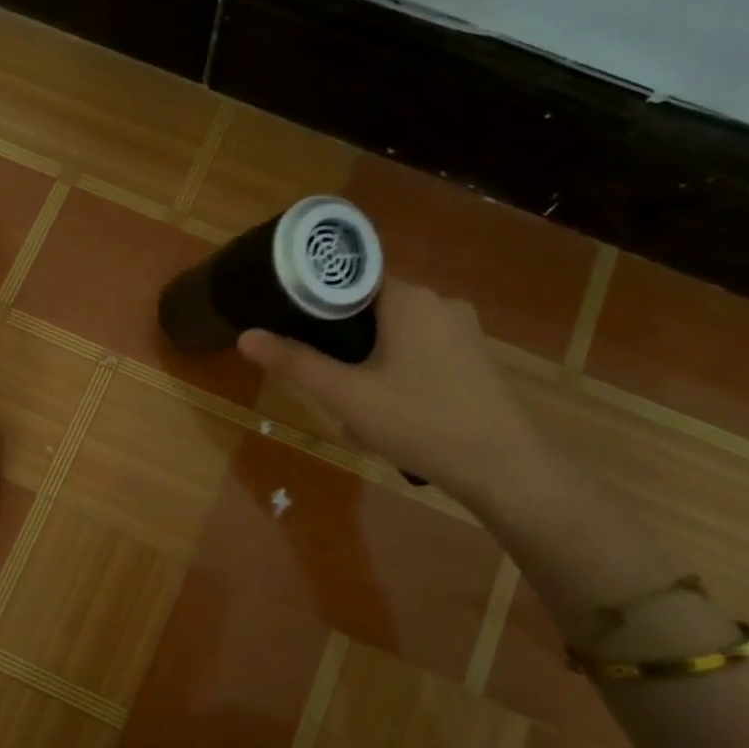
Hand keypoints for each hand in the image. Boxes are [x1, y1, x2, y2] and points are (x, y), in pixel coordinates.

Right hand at [237, 280, 548, 510]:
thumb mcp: (346, 395)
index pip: (351, 280)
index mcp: (409, 298)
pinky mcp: (477, 359)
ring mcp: (464, 331)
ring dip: (372, 368)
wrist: (502, 467)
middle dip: (346, 349)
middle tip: (331, 389)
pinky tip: (395, 418)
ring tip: (359, 413)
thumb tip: (246, 336)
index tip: (298, 332)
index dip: (319, 303)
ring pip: (397, 337)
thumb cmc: (418, 421)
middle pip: (372, 311)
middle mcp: (440, 302)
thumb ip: (295, 363)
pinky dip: (401, 377)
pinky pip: (423, 355)